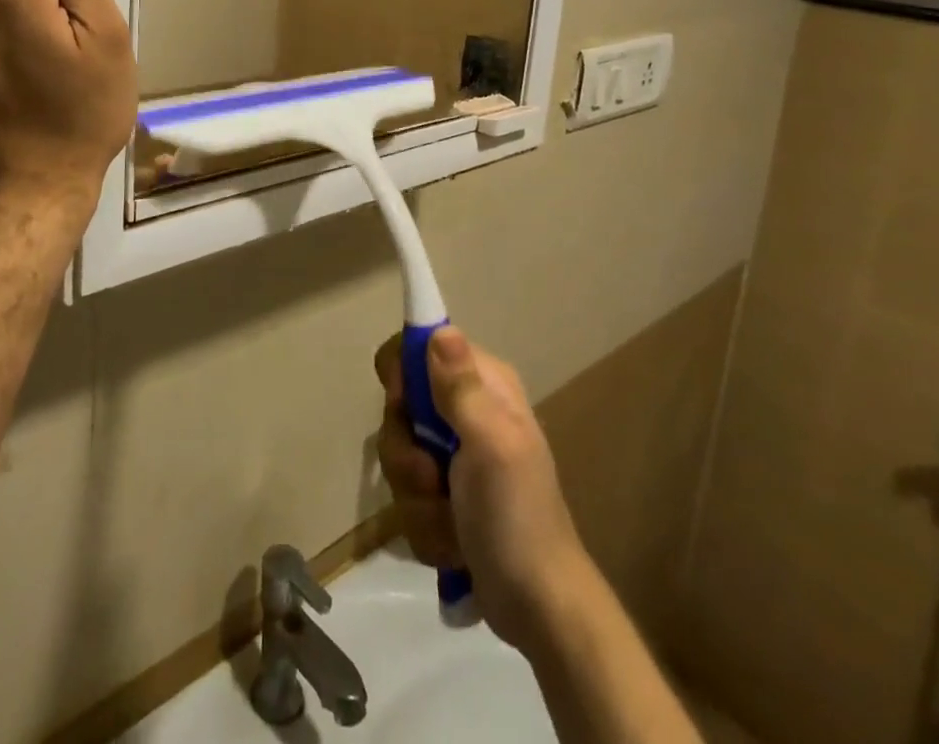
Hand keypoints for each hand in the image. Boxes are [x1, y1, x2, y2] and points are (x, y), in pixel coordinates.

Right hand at [375, 328, 589, 653]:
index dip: (402, 375)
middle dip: (406, 451)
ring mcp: (454, 456)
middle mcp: (467, 410)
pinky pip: (407, 495)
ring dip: (415, 496)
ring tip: (449, 521)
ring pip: (399, 455)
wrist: (540, 609)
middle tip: (432, 476)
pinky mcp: (445, 496)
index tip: (404, 406)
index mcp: (484, 385)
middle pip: (400, 407)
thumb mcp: (491, 444)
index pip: (418, 348)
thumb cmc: (517, 516)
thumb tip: (440, 328)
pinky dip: (425, 523)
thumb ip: (461, 387)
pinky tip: (453, 543)